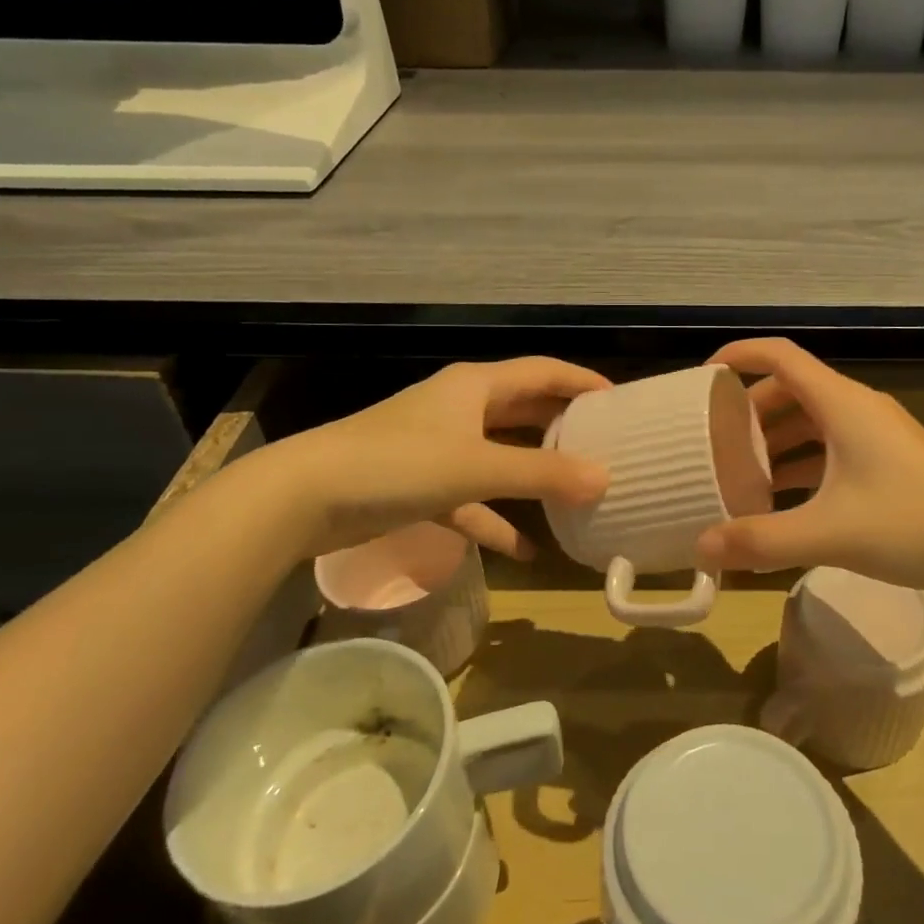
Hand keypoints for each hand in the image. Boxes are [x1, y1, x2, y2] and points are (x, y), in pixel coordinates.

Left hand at [258, 358, 610, 558]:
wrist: (304, 498)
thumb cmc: (397, 464)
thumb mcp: (477, 467)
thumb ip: (543, 475)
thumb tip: (605, 479)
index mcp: (475, 386)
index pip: (542, 372)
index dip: (581, 382)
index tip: (619, 402)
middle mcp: (460, 409)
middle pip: (523, 412)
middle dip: (562, 429)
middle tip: (605, 447)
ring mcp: (439, 448)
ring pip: (500, 458)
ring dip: (534, 477)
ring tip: (576, 495)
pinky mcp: (421, 486)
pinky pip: (473, 500)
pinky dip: (497, 521)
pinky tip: (527, 551)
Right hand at [696, 339, 923, 592]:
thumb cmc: (912, 524)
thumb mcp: (828, 533)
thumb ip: (760, 540)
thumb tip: (700, 547)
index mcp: (842, 404)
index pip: (780, 356)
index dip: (739, 355)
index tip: (703, 378)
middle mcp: (858, 409)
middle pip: (792, 390)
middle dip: (750, 410)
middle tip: (716, 441)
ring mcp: (878, 435)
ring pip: (813, 422)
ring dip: (776, 440)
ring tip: (741, 472)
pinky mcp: (890, 462)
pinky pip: (832, 449)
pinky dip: (802, 463)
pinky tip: (784, 498)